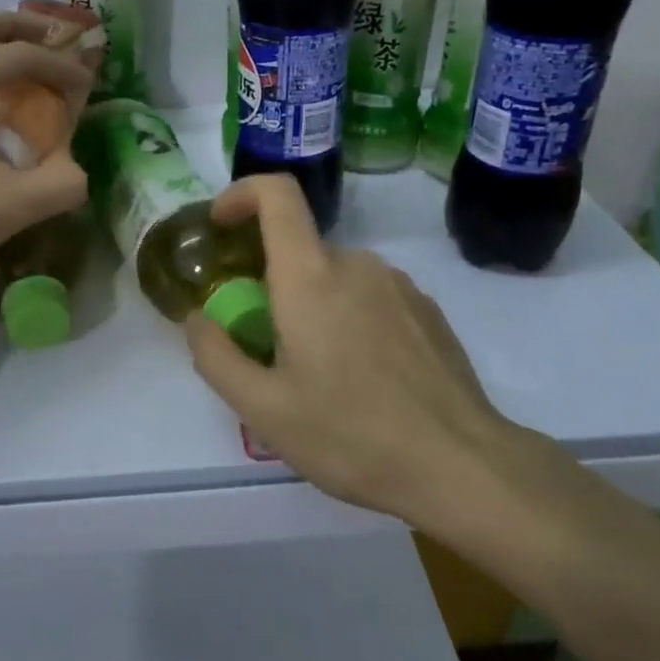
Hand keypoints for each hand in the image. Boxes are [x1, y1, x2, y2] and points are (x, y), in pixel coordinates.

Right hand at [184, 175, 557, 540]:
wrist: (461, 466)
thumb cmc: (351, 435)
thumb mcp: (263, 409)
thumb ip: (216, 356)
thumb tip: (198, 318)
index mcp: (310, 276)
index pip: (277, 195)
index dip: (242, 194)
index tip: (221, 224)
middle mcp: (357, 264)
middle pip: (300, 251)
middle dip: (273, 286)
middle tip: (270, 349)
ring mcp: (399, 285)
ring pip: (336, 278)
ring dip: (314, 307)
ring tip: (320, 374)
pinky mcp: (428, 310)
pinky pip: (371, 297)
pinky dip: (351, 319)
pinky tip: (364, 378)